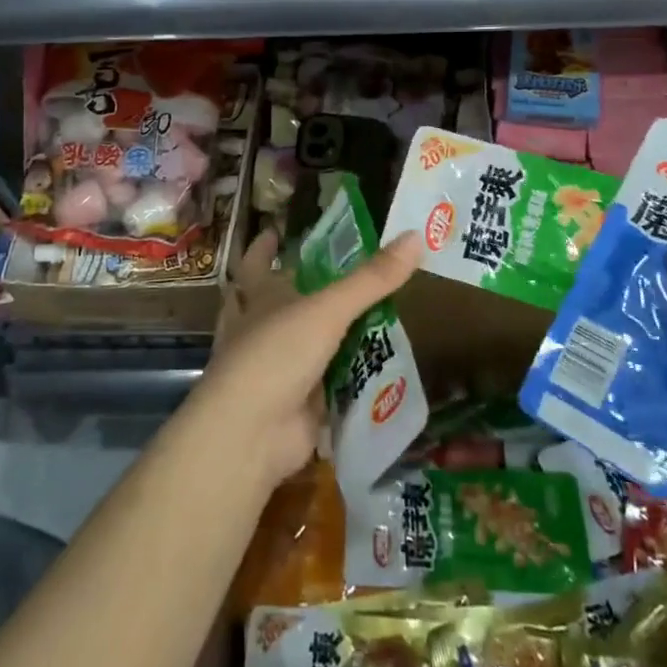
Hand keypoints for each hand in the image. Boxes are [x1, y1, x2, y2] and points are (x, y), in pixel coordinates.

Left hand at [192, 227, 423, 490]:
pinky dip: (341, 378)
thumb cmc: (277, 353)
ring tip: (361, 319)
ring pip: (299, 345)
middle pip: (273, 305)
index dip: (263, 249)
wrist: (251, 434)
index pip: (256, 265)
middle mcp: (260, 330)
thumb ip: (371, 279)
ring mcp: (275, 371)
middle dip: (294, 292)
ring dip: (322, 337)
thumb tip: (415, 236)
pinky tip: (368, 370)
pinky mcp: (293, 406)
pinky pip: (323, 385)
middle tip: (331, 275)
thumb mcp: (328, 310)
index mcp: (259, 299)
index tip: (273, 231)